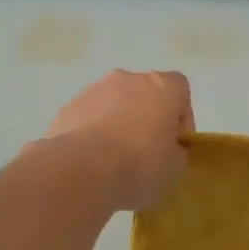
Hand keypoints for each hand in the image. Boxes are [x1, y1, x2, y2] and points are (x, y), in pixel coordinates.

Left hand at [45, 70, 194, 211]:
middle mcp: (127, 78)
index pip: (179, 89)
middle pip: (144, 93)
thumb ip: (176, 151)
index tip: (175, 143)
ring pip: (113, 104)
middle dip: (146, 117)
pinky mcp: (67, 107)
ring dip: (118, 123)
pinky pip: (88, 117)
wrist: (82, 171)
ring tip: (114, 159)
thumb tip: (167, 150)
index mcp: (161, 87)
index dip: (181, 116)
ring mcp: (94, 90)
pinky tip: (91, 161)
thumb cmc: (140, 165)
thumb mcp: (175, 168)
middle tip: (146, 151)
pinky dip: (93, 133)